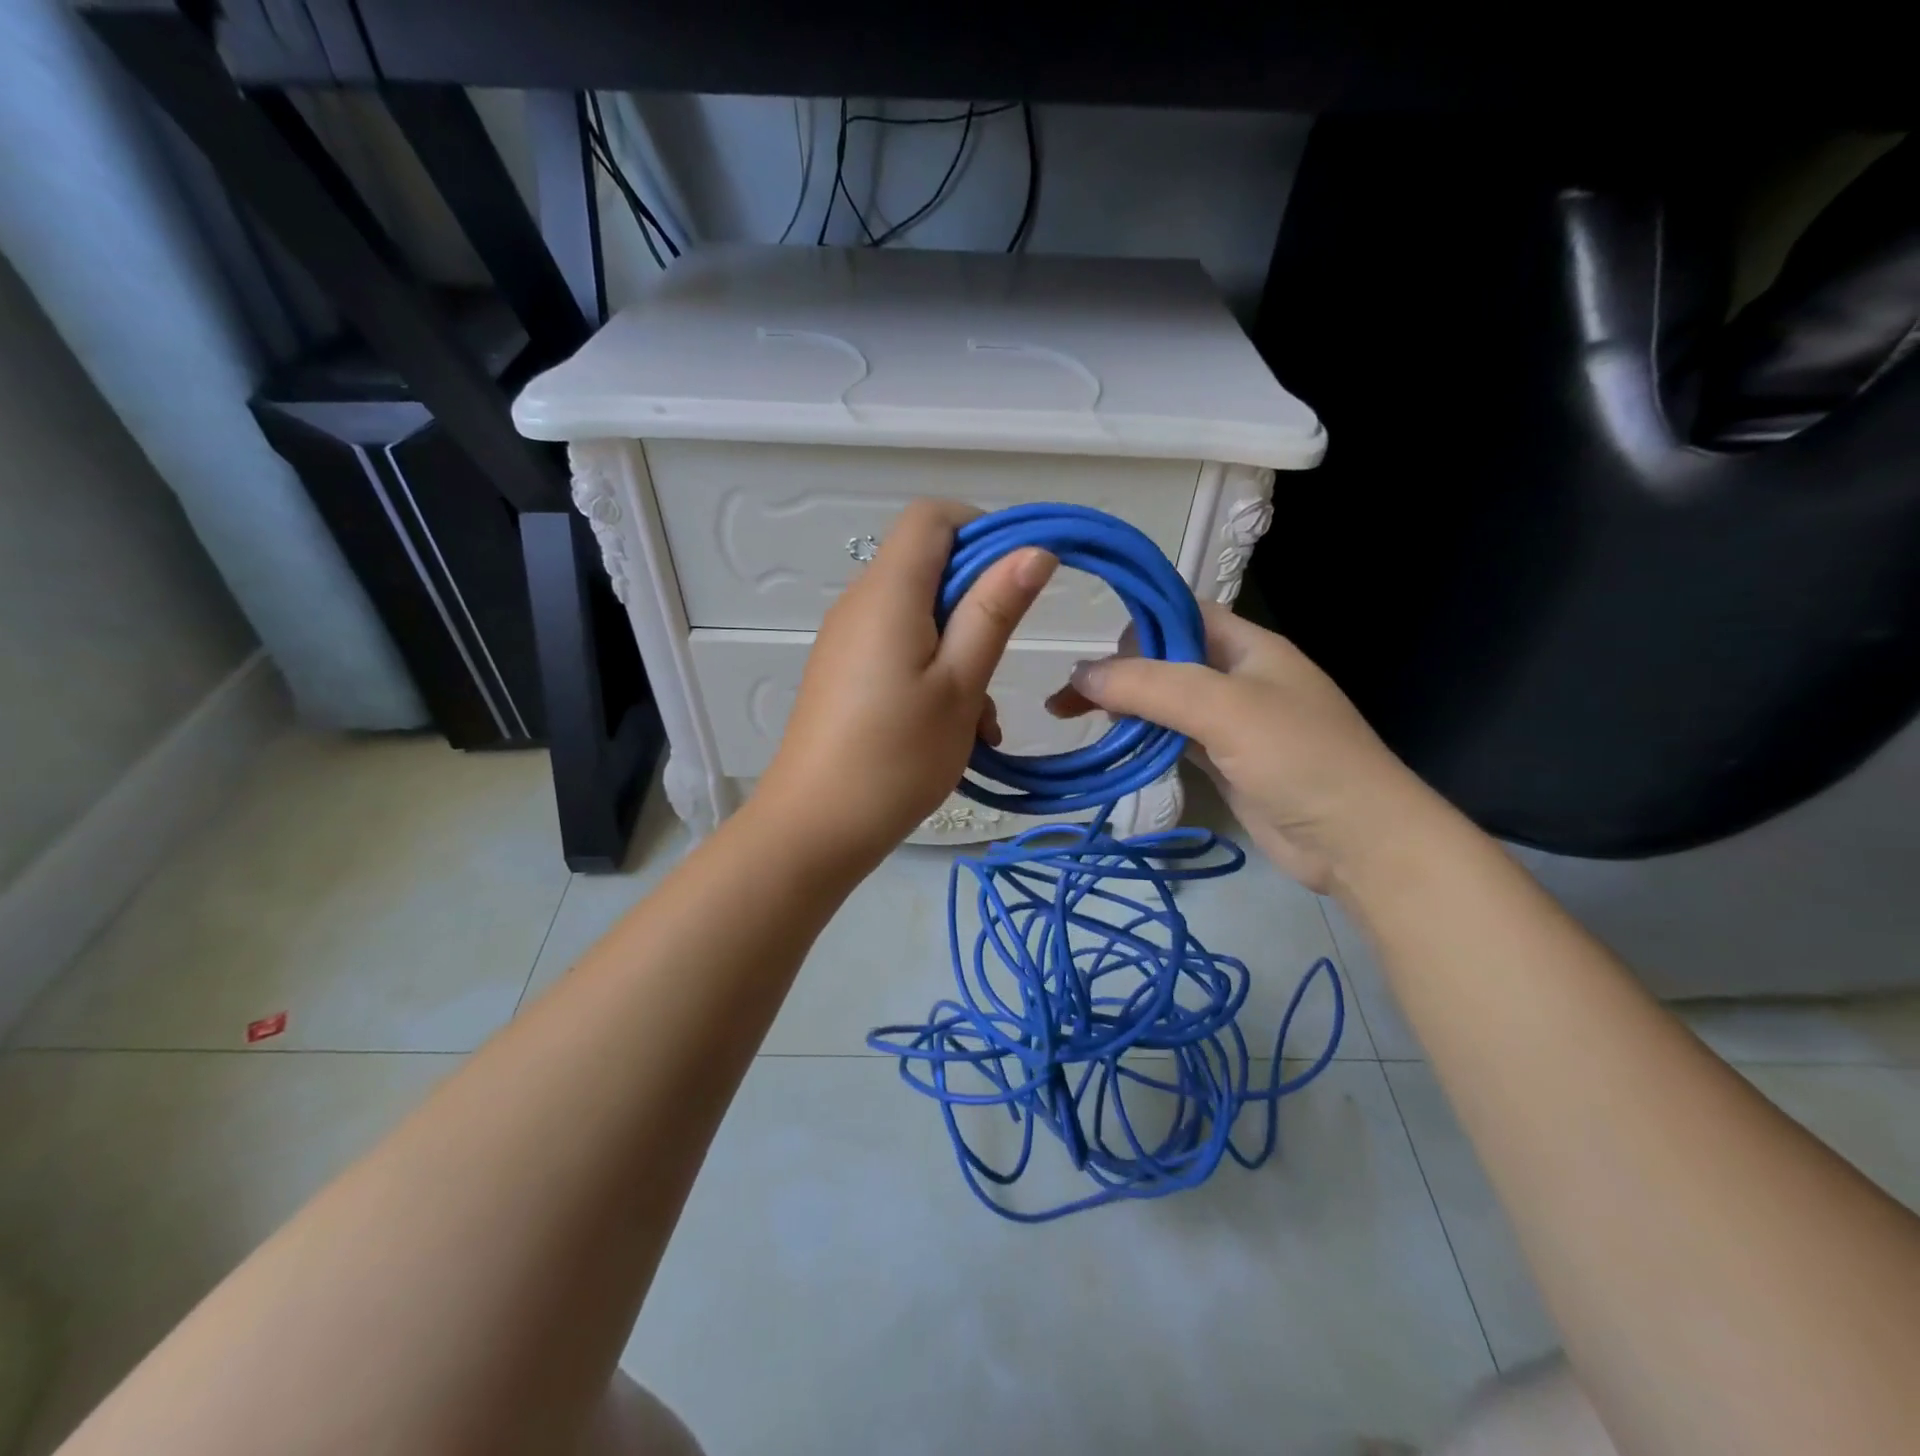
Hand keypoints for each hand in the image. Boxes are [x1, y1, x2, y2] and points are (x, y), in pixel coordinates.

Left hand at [756, 500, 1055, 867]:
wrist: (816, 827)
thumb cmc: (897, 756)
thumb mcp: (960, 683)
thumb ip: (994, 611)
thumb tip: (1033, 550)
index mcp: (888, 592)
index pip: (932, 517)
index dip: (983, 530)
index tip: (1018, 579)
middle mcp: (860, 603)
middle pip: (928, 565)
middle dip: (978, 602)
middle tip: (1001, 661)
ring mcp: (847, 639)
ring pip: (919, 615)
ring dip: (961, 649)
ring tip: (980, 718)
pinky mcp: (843, 672)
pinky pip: (898, 648)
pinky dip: (934, 671)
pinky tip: (953, 728)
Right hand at [1048, 602, 1441, 892]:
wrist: (1357, 841)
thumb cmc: (1298, 757)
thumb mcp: (1224, 708)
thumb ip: (1151, 686)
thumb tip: (1080, 674)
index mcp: (1248, 645)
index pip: (1182, 613)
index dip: (1136, 623)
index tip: (1091, 649)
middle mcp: (1238, 677)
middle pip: (1165, 660)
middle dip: (1118, 672)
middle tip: (1070, 698)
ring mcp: (1231, 723)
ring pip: (1164, 702)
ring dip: (1124, 708)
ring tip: (1075, 720)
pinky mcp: (1224, 763)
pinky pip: (1172, 739)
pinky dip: (1141, 740)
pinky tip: (1114, 746)